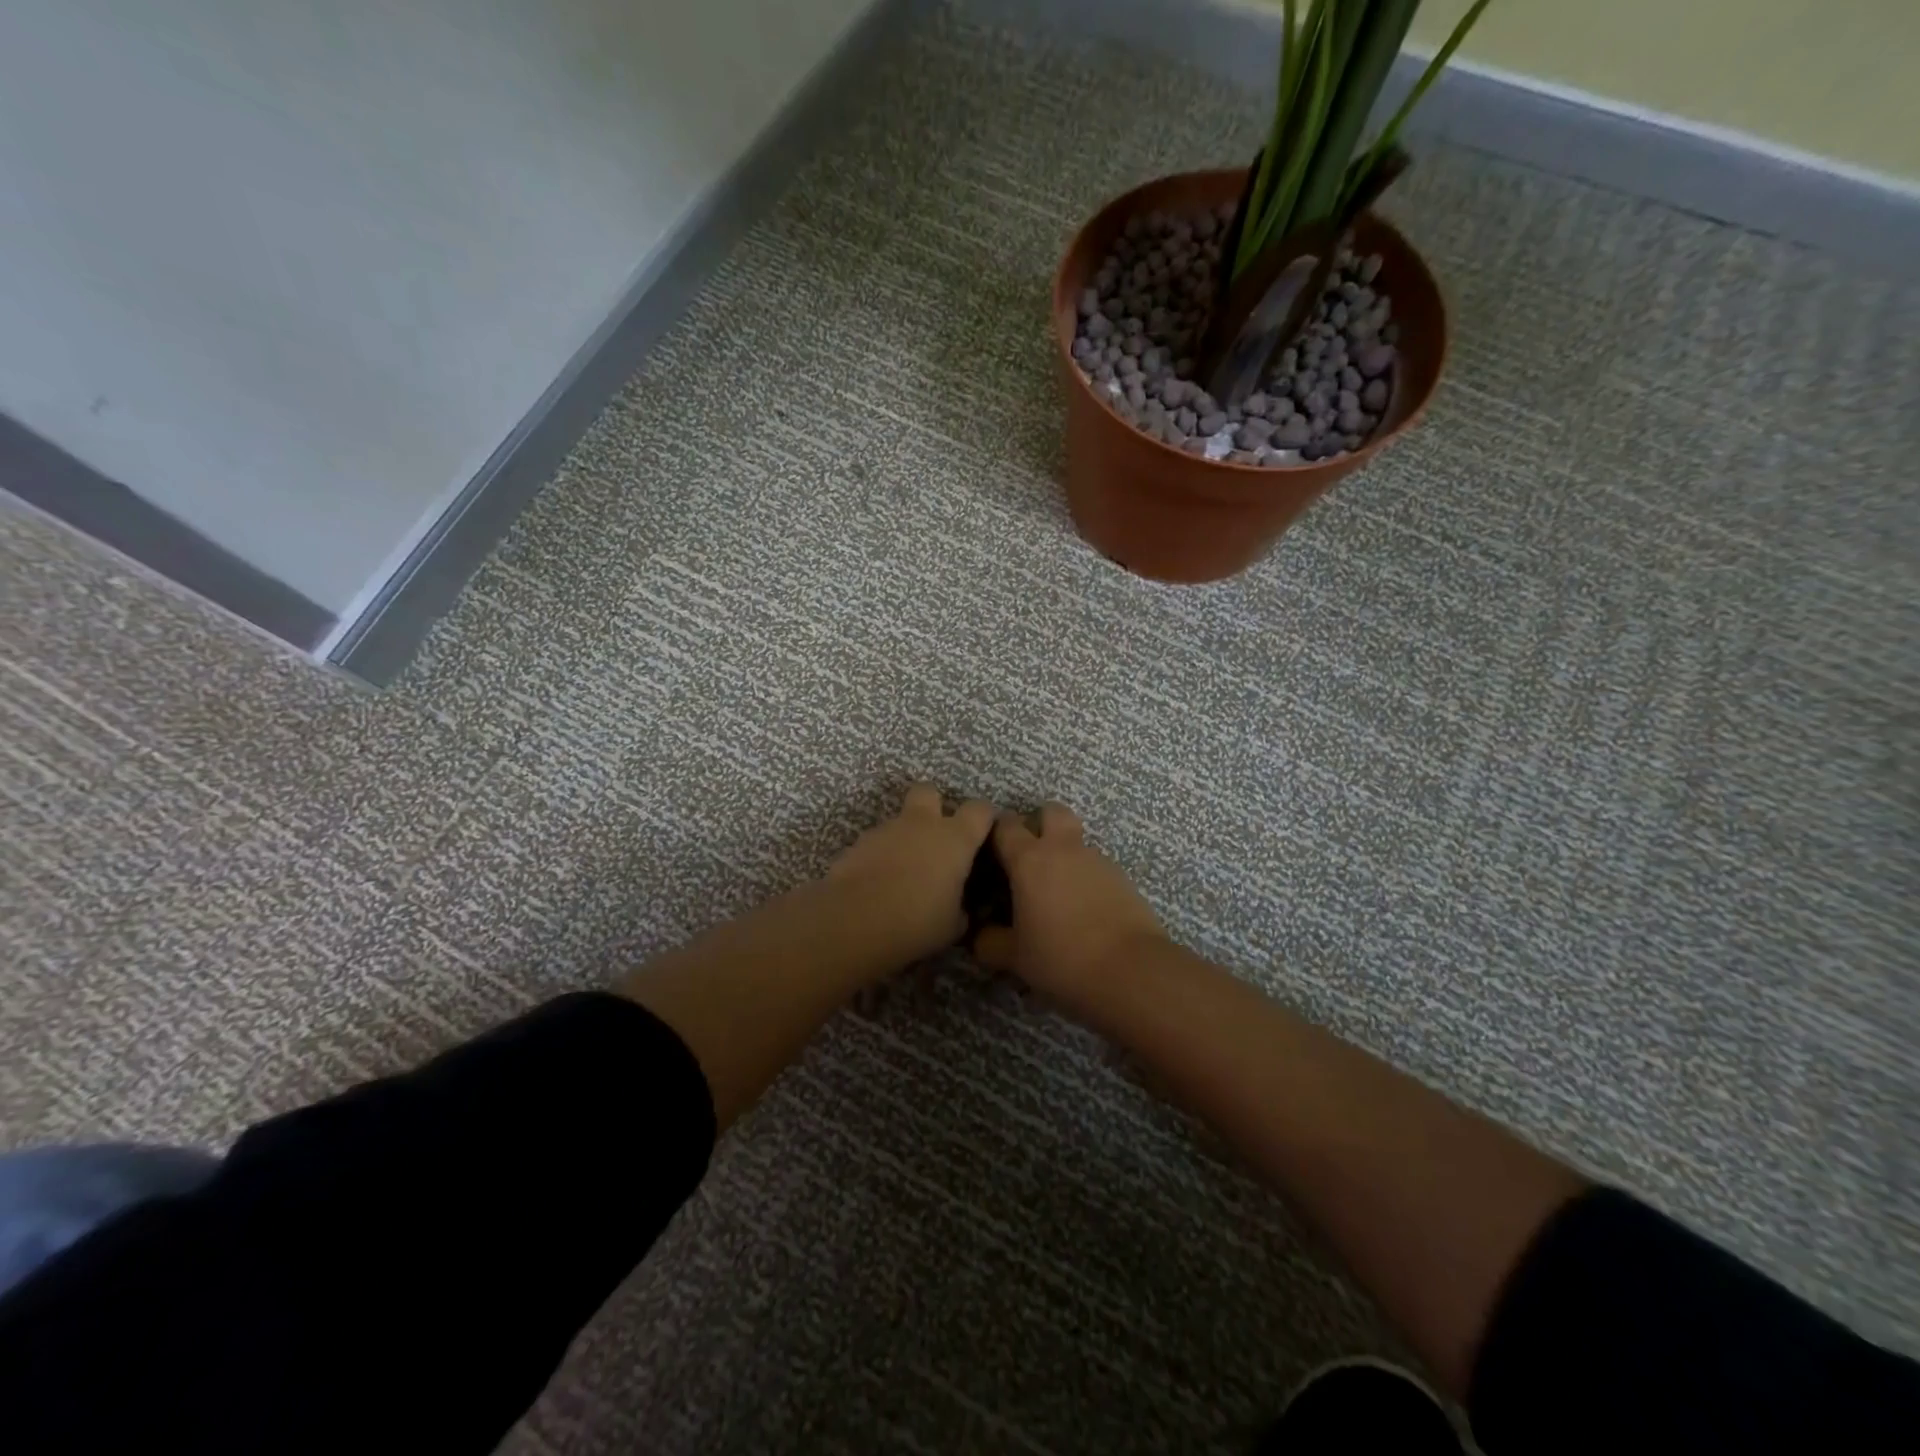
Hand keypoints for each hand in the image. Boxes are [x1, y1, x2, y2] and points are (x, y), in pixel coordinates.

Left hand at [826, 783, 996, 960]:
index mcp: (955, 838)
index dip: (985, 818)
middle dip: (934, 806)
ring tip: (903, 873)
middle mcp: (921, 824)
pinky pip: (877, 842)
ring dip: (905, 837)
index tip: (985, 835)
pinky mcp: (858, 843)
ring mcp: (886, 830)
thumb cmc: (916, 921)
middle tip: (936, 838)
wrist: (853, 921)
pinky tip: (878, 883)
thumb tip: (961, 907)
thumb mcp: (953, 925)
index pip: (980, 809)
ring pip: (900, 820)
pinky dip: (881, 855)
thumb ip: (961, 907)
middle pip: (929, 792)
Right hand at [973, 802, 1167, 1008]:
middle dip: (1039, 823)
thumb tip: (980, 936)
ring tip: (1057, 895)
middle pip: (1051, 812)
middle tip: (1029, 856)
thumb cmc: (1061, 957)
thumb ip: (990, 942)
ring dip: (1064, 856)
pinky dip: (1086, 879)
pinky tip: (1084, 911)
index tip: (989, 853)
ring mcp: (1097, 860)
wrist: (1131, 970)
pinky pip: (1096, 867)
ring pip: (1076, 842)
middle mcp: (1063, 849)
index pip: (1005, 825)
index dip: (994, 833)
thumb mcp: (1015, 957)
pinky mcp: (1122, 877)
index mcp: (1030, 859)